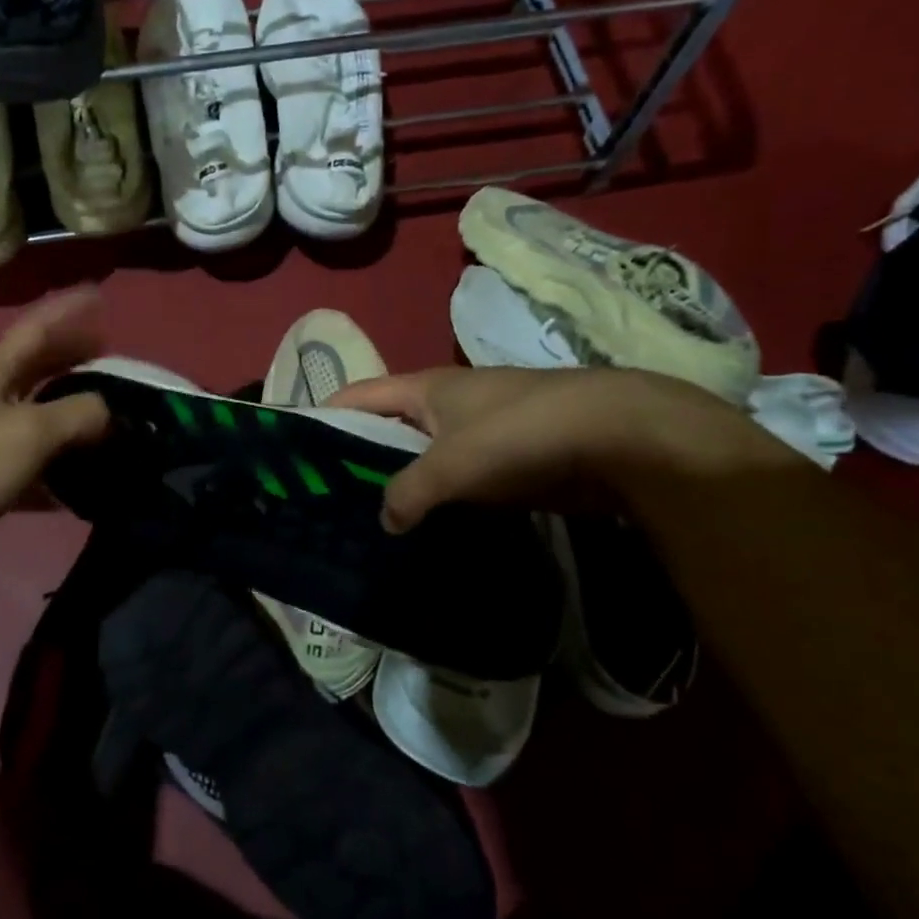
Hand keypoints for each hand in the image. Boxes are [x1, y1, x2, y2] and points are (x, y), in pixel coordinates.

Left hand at [0, 290, 110, 580]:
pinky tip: (88, 482)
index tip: (99, 295)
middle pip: (40, 370)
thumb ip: (78, 414)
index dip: (67, 311)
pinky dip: (63, 472)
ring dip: (74, 416)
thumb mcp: (31, 430)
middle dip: (74, 359)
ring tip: (112, 417)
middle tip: (113, 359)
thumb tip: (111, 413)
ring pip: (42, 420)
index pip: (36, 330)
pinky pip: (37, 469)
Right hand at [327, 366, 795, 531]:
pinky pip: (462, 481)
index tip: (297, 450)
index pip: (359, 395)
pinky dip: (443, 501)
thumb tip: (386, 519)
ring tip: (371, 523)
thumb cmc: (521, 434)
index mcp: (426, 389)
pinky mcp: (512, 463)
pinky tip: (428, 530)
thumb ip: (408, 492)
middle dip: (362, 459)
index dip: (325, 415)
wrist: (620, 438)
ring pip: (426, 458)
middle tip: (330, 500)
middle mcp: (449, 404)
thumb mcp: (452, 464)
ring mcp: (482, 433)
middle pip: (390, 428)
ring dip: (404, 485)